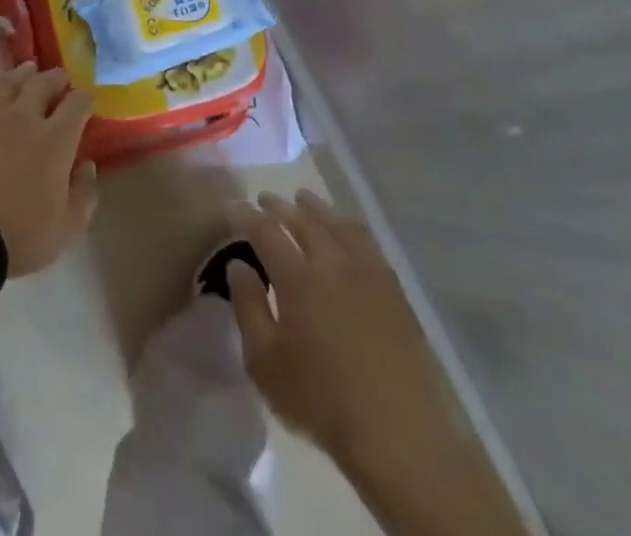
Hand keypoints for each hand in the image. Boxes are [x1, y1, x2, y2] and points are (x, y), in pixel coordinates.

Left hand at [0, 64, 97, 275]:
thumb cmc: (18, 235)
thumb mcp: (67, 228)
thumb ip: (84, 194)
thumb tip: (87, 165)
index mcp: (56, 139)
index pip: (78, 103)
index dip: (85, 99)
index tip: (86, 102)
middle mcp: (25, 116)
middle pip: (44, 83)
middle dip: (57, 79)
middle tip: (60, 79)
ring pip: (10, 80)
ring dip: (22, 74)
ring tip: (28, 71)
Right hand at [227, 190, 434, 472]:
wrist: (398, 432)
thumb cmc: (321, 401)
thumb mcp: (265, 363)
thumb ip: (248, 308)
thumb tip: (238, 265)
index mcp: (296, 276)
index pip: (265, 231)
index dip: (246, 216)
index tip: (232, 207)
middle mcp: (331, 260)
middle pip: (301, 219)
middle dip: (279, 206)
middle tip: (265, 198)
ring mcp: (366, 270)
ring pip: (336, 222)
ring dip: (315, 207)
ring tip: (303, 200)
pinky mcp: (393, 287)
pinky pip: (366, 240)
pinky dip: (348, 225)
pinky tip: (344, 230)